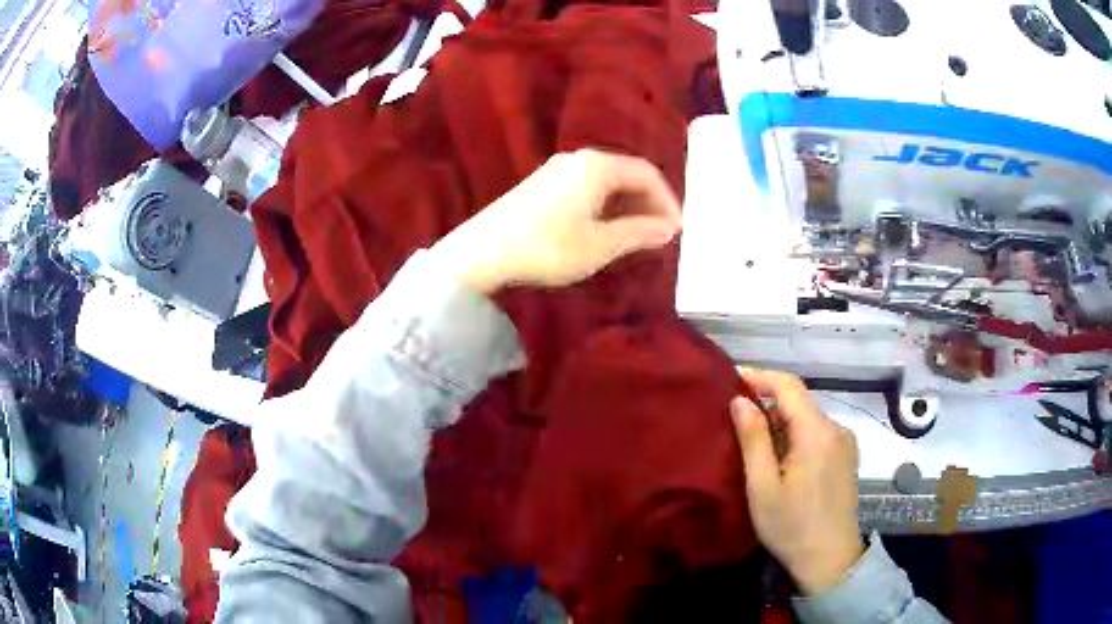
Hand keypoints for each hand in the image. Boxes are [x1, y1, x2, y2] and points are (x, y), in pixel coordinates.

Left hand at [430, 149, 681, 293]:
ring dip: (627, 207)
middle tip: (660, 235)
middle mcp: (579, 159)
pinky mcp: (541, 184)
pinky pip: (586, 188)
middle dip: (648, 204)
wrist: (483, 251)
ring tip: (637, 237)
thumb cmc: (548, 247)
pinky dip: (604, 207)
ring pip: (606, 183)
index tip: (677, 230)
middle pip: (626, 175)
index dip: (667, 202)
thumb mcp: (600, 244)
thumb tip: (668, 227)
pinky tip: (604, 230)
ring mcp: (557, 170)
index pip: (647, 175)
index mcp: (598, 166)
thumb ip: (639, 232)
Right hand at [731, 369, 864, 595]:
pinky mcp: (847, 457)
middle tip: (736, 418)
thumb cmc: (791, 526)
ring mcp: (845, 443)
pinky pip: (818, 434)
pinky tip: (781, 459)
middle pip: (800, 402)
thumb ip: (753, 439)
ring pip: (809, 418)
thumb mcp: (763, 487)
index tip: (733, 378)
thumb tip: (740, 401)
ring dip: (782, 422)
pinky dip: (797, 436)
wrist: (830, 559)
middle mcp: (837, 429)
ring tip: (755, 442)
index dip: (761, 377)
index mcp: (817, 432)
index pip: (790, 386)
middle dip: (768, 403)